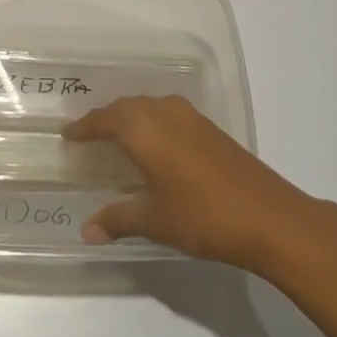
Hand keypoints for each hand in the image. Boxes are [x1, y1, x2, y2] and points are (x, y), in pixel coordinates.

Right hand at [62, 95, 320, 271]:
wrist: (268, 216)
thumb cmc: (202, 215)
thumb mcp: (155, 220)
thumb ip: (118, 219)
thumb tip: (86, 230)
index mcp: (143, 128)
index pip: (103, 120)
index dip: (83, 128)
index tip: (68, 135)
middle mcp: (162, 112)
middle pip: (125, 107)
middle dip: (105, 119)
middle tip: (88, 135)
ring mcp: (189, 116)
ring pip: (148, 107)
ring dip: (130, 117)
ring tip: (117, 137)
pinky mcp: (209, 127)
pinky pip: (167, 114)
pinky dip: (151, 122)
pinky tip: (154, 143)